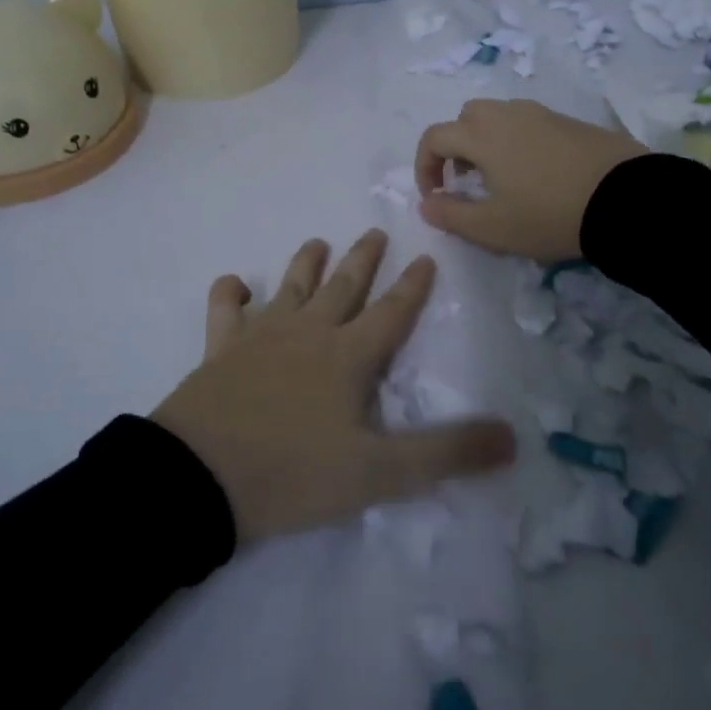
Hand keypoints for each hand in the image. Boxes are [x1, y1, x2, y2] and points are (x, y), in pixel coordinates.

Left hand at [151, 230, 517, 542]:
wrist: (199, 478)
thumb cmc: (294, 473)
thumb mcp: (379, 473)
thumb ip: (446, 454)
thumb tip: (512, 438)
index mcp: (348, 356)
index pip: (392, 312)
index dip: (413, 287)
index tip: (426, 257)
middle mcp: (307, 333)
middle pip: (343, 287)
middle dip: (363, 260)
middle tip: (375, 231)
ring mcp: (259, 336)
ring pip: (290, 287)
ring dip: (306, 263)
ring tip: (318, 242)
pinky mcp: (220, 350)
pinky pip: (224, 309)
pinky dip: (230, 293)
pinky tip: (235, 285)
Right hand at [415, 99, 647, 262]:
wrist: (626, 199)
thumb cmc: (549, 215)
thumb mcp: (493, 228)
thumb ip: (451, 216)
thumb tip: (426, 204)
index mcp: (482, 135)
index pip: (435, 137)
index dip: (425, 166)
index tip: (435, 196)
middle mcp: (507, 114)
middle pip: (466, 117)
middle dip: (455, 146)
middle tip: (465, 180)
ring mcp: (542, 114)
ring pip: (499, 116)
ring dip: (487, 141)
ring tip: (501, 178)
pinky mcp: (571, 121)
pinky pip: (529, 123)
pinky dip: (517, 141)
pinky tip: (536, 173)